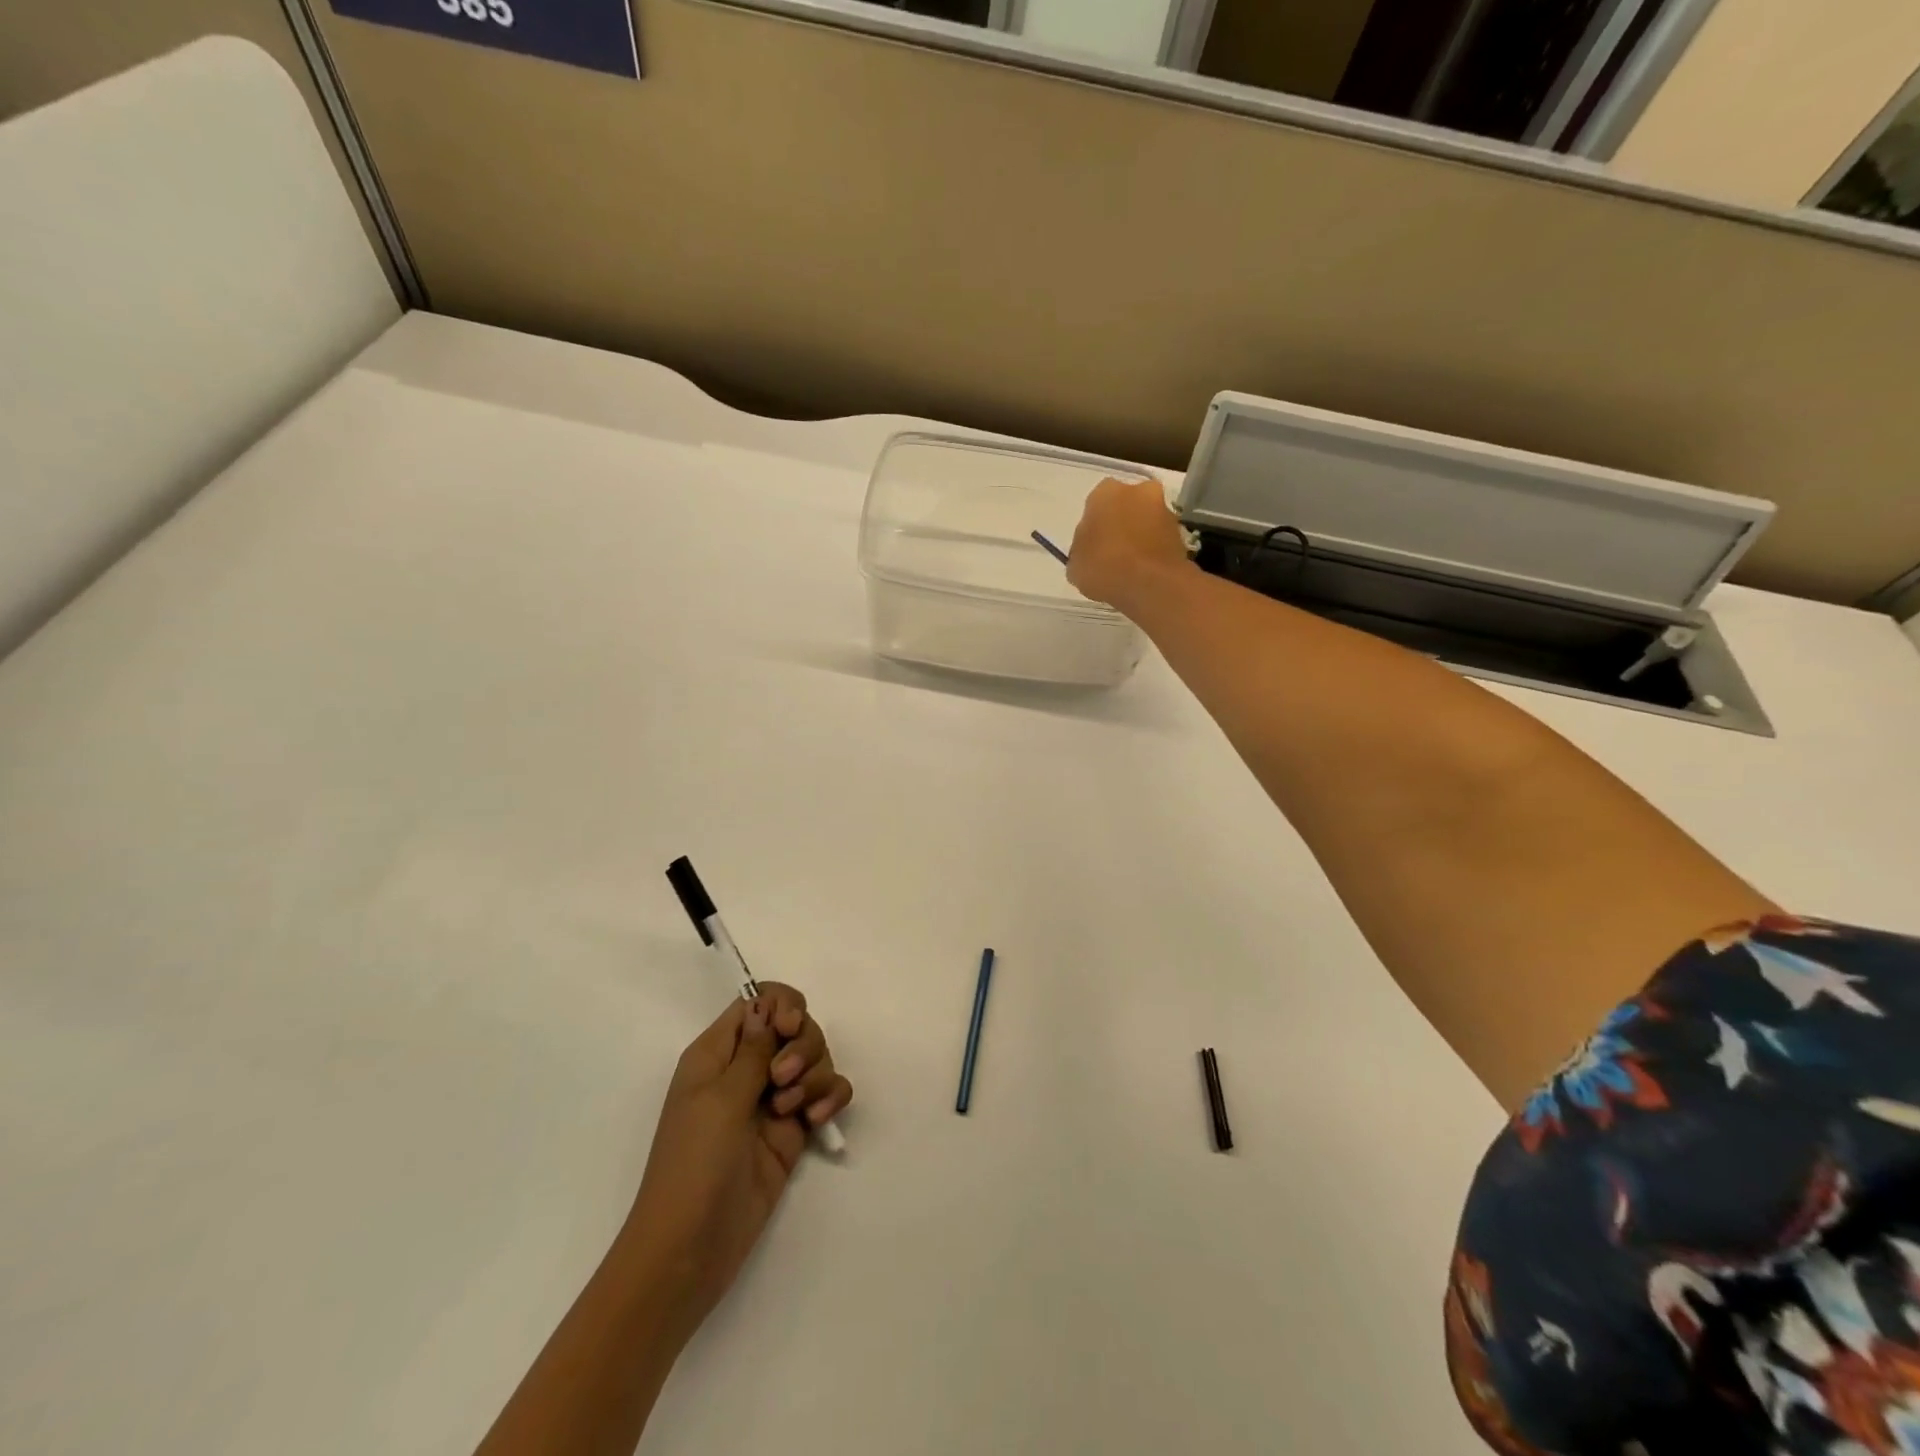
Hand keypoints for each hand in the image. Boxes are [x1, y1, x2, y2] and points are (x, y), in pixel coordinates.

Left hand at [619, 985, 852, 1335]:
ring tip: (793, 1112)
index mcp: (717, 1054)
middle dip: (801, 1045)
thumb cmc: (693, 1164)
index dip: (781, 1005)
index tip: (790, 1026)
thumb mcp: (720, 1098)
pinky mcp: (793, 1130)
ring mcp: (772, 1100)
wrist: (691, 1248)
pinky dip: (829, 1097)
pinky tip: (819, 1120)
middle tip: (782, 1080)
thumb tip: (766, 1003)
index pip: (757, 1002)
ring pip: (814, 1058)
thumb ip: (753, 1049)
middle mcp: (745, 1069)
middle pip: (794, 1026)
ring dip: (814, 1075)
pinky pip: (825, 1094)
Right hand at [1066, 477, 1193, 615]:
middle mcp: (1139, 491)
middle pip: (1126, 505)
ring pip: (1146, 520)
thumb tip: (1090, 548)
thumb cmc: (1103, 567)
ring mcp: (1164, 509)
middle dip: (1121, 523)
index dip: (1094, 524)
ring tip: (1130, 566)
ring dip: (1140, 536)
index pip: (1096, 503)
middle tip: (1112, 551)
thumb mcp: (1075, 563)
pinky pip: (1161, 538)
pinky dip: (1154, 550)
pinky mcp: (1181, 531)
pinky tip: (1145, 572)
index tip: (1092, 545)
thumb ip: (1082, 548)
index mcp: (1106, 492)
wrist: (1150, 584)